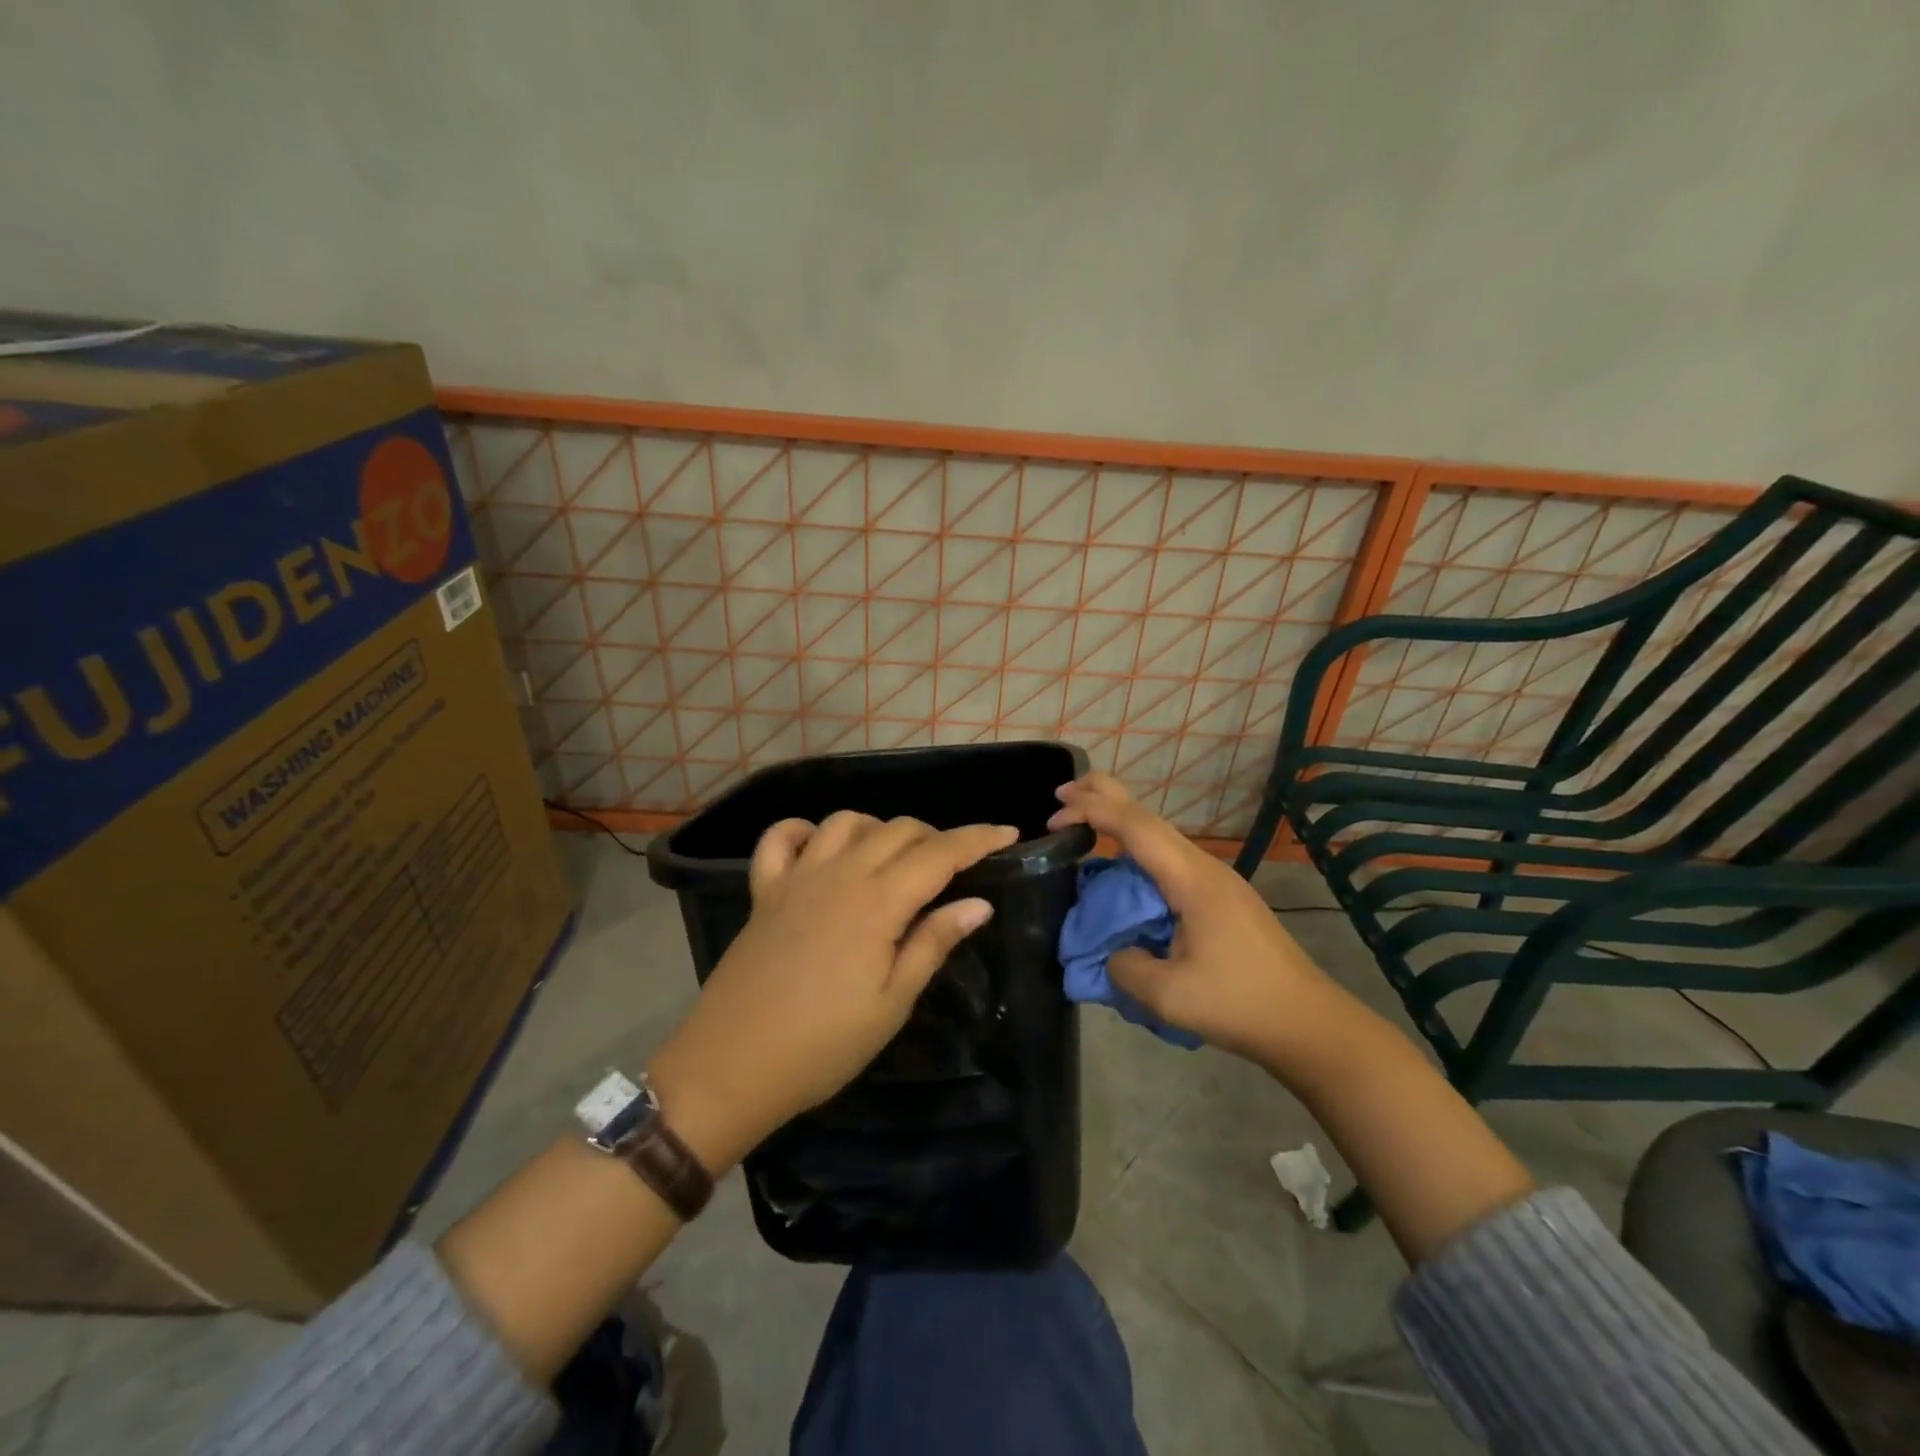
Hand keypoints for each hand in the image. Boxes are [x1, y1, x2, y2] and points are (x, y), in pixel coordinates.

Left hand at [646, 811, 1017, 1169]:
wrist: (732, 1065)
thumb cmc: (824, 1044)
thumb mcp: (893, 1002)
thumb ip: (933, 942)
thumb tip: (978, 903)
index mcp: (878, 902)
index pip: (939, 853)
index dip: (978, 838)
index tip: (1009, 833)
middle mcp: (839, 874)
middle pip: (897, 829)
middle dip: (935, 836)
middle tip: (954, 866)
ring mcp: (797, 877)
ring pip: (846, 822)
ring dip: (878, 829)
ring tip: (893, 859)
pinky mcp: (764, 890)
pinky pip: (782, 838)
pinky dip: (805, 830)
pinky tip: (820, 847)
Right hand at [1047, 773, 1337, 1065]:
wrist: (1309, 1023)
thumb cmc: (1240, 1005)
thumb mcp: (1168, 996)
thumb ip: (1125, 967)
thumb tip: (1113, 952)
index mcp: (1192, 880)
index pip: (1135, 827)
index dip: (1092, 812)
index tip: (1054, 817)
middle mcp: (1204, 868)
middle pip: (1149, 816)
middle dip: (1104, 796)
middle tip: (1062, 794)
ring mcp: (1215, 881)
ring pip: (1160, 836)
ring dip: (1120, 823)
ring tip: (1083, 823)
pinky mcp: (1220, 899)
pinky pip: (1168, 860)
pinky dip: (1135, 851)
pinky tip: (1121, 868)